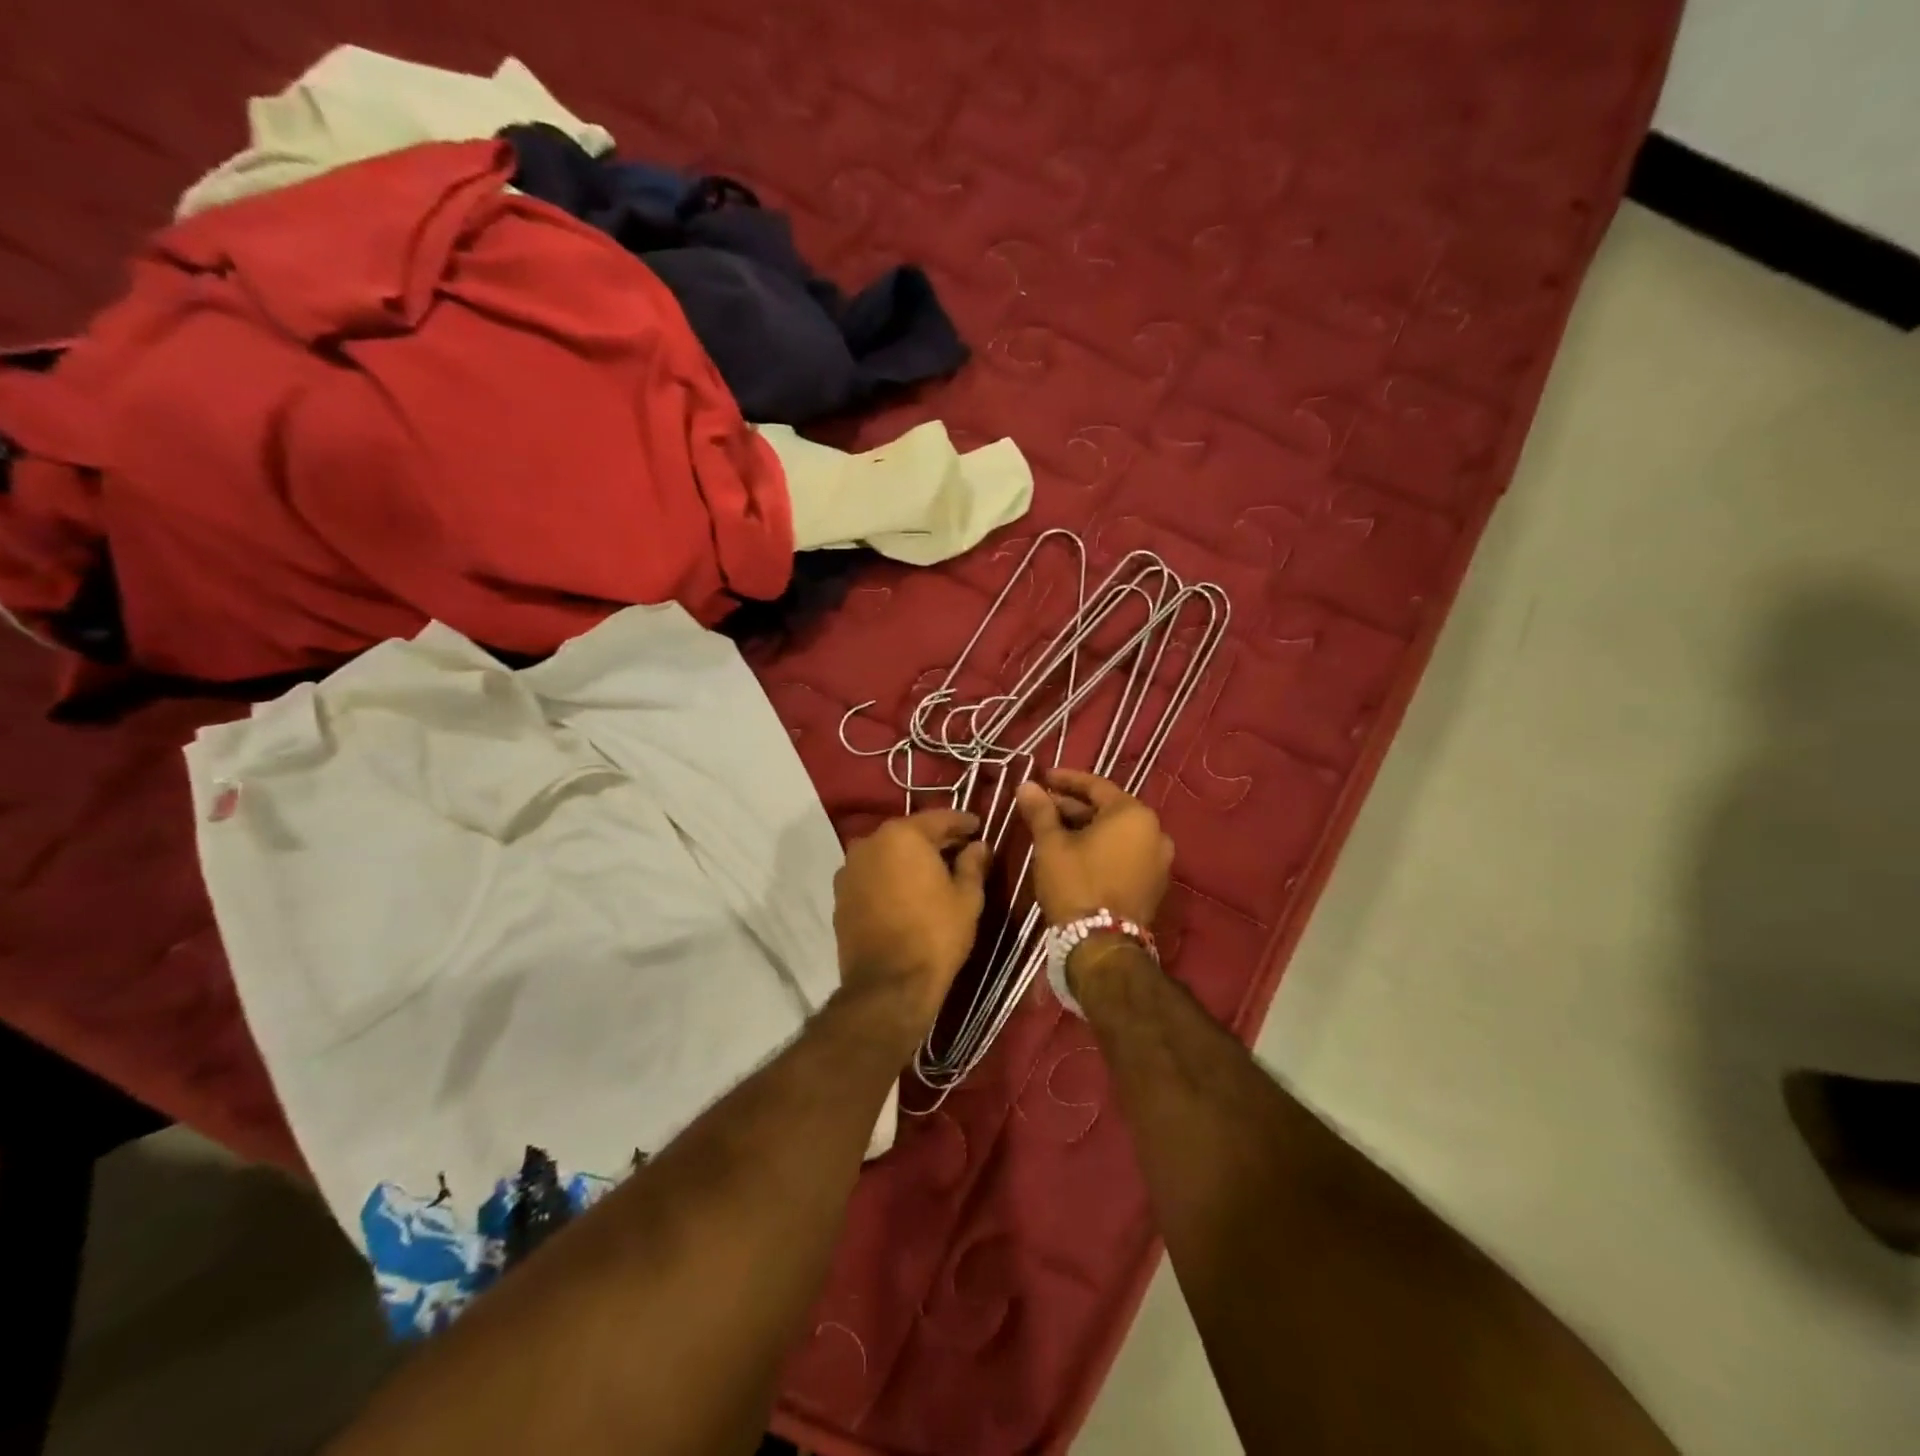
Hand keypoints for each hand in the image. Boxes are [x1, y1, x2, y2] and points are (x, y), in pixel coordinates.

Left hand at [833, 810, 988, 1039]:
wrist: (888, 984)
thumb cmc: (935, 935)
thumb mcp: (967, 898)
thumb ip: (973, 865)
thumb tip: (978, 846)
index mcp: (903, 835)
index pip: (939, 818)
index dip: (962, 821)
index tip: (977, 826)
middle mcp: (870, 842)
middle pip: (909, 833)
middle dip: (934, 839)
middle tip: (959, 847)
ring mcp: (850, 869)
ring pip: (887, 853)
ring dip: (908, 858)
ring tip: (932, 871)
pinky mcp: (840, 895)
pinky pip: (871, 875)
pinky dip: (889, 876)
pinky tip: (905, 891)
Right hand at [1014, 769, 1172, 927]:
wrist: (1102, 944)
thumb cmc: (1076, 884)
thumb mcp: (1051, 844)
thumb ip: (1041, 811)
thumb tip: (1026, 785)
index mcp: (1133, 814)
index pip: (1096, 785)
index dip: (1066, 780)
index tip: (1043, 777)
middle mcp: (1155, 831)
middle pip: (1109, 809)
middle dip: (1074, 806)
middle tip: (1043, 806)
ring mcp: (1159, 860)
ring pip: (1117, 833)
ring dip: (1087, 827)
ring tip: (1055, 830)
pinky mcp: (1155, 884)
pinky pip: (1126, 853)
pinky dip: (1103, 848)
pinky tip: (1076, 853)